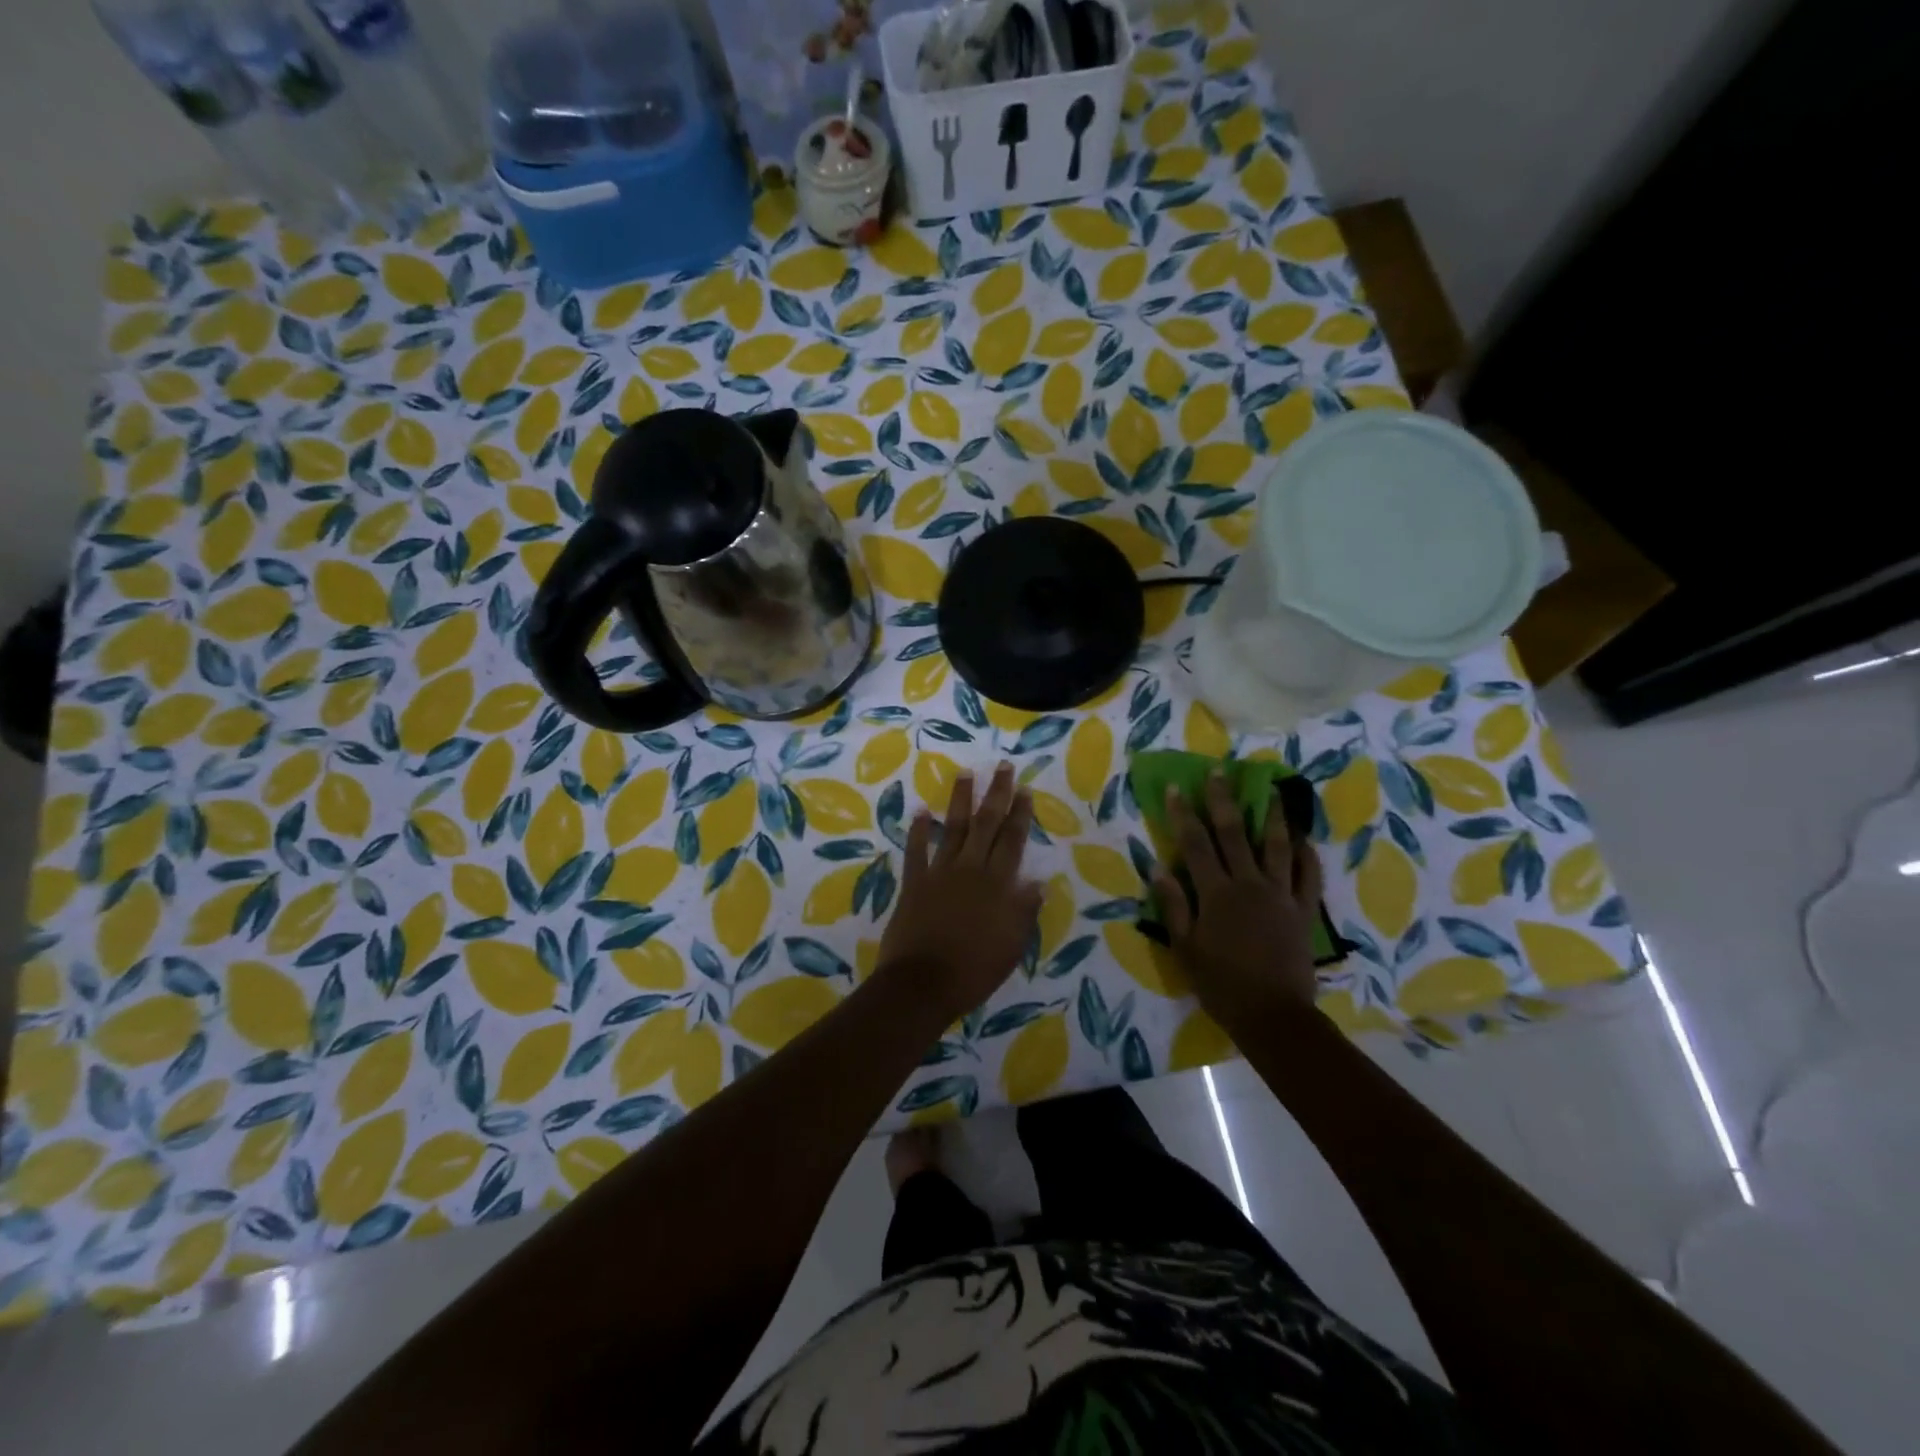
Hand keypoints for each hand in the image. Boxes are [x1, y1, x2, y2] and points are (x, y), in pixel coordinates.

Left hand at [879, 761, 1041, 1021]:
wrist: (923, 983)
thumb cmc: (974, 969)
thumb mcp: (1012, 945)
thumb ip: (1024, 911)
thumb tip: (1038, 882)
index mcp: (997, 884)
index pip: (1012, 841)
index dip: (1019, 814)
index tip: (1023, 789)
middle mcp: (970, 869)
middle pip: (986, 824)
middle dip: (996, 794)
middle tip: (1002, 766)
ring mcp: (939, 873)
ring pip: (953, 828)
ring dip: (960, 800)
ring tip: (965, 773)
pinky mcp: (914, 883)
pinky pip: (916, 851)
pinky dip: (918, 831)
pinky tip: (921, 812)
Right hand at [1155, 771, 1323, 1034]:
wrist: (1272, 1014)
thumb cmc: (1220, 983)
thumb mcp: (1184, 948)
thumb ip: (1173, 905)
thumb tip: (1157, 866)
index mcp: (1216, 893)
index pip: (1195, 844)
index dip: (1184, 814)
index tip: (1177, 788)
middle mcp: (1248, 884)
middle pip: (1234, 834)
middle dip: (1224, 800)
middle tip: (1220, 773)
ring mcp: (1280, 895)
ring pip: (1277, 846)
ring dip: (1273, 816)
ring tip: (1272, 790)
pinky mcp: (1303, 910)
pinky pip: (1308, 877)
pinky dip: (1307, 855)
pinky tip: (1304, 839)